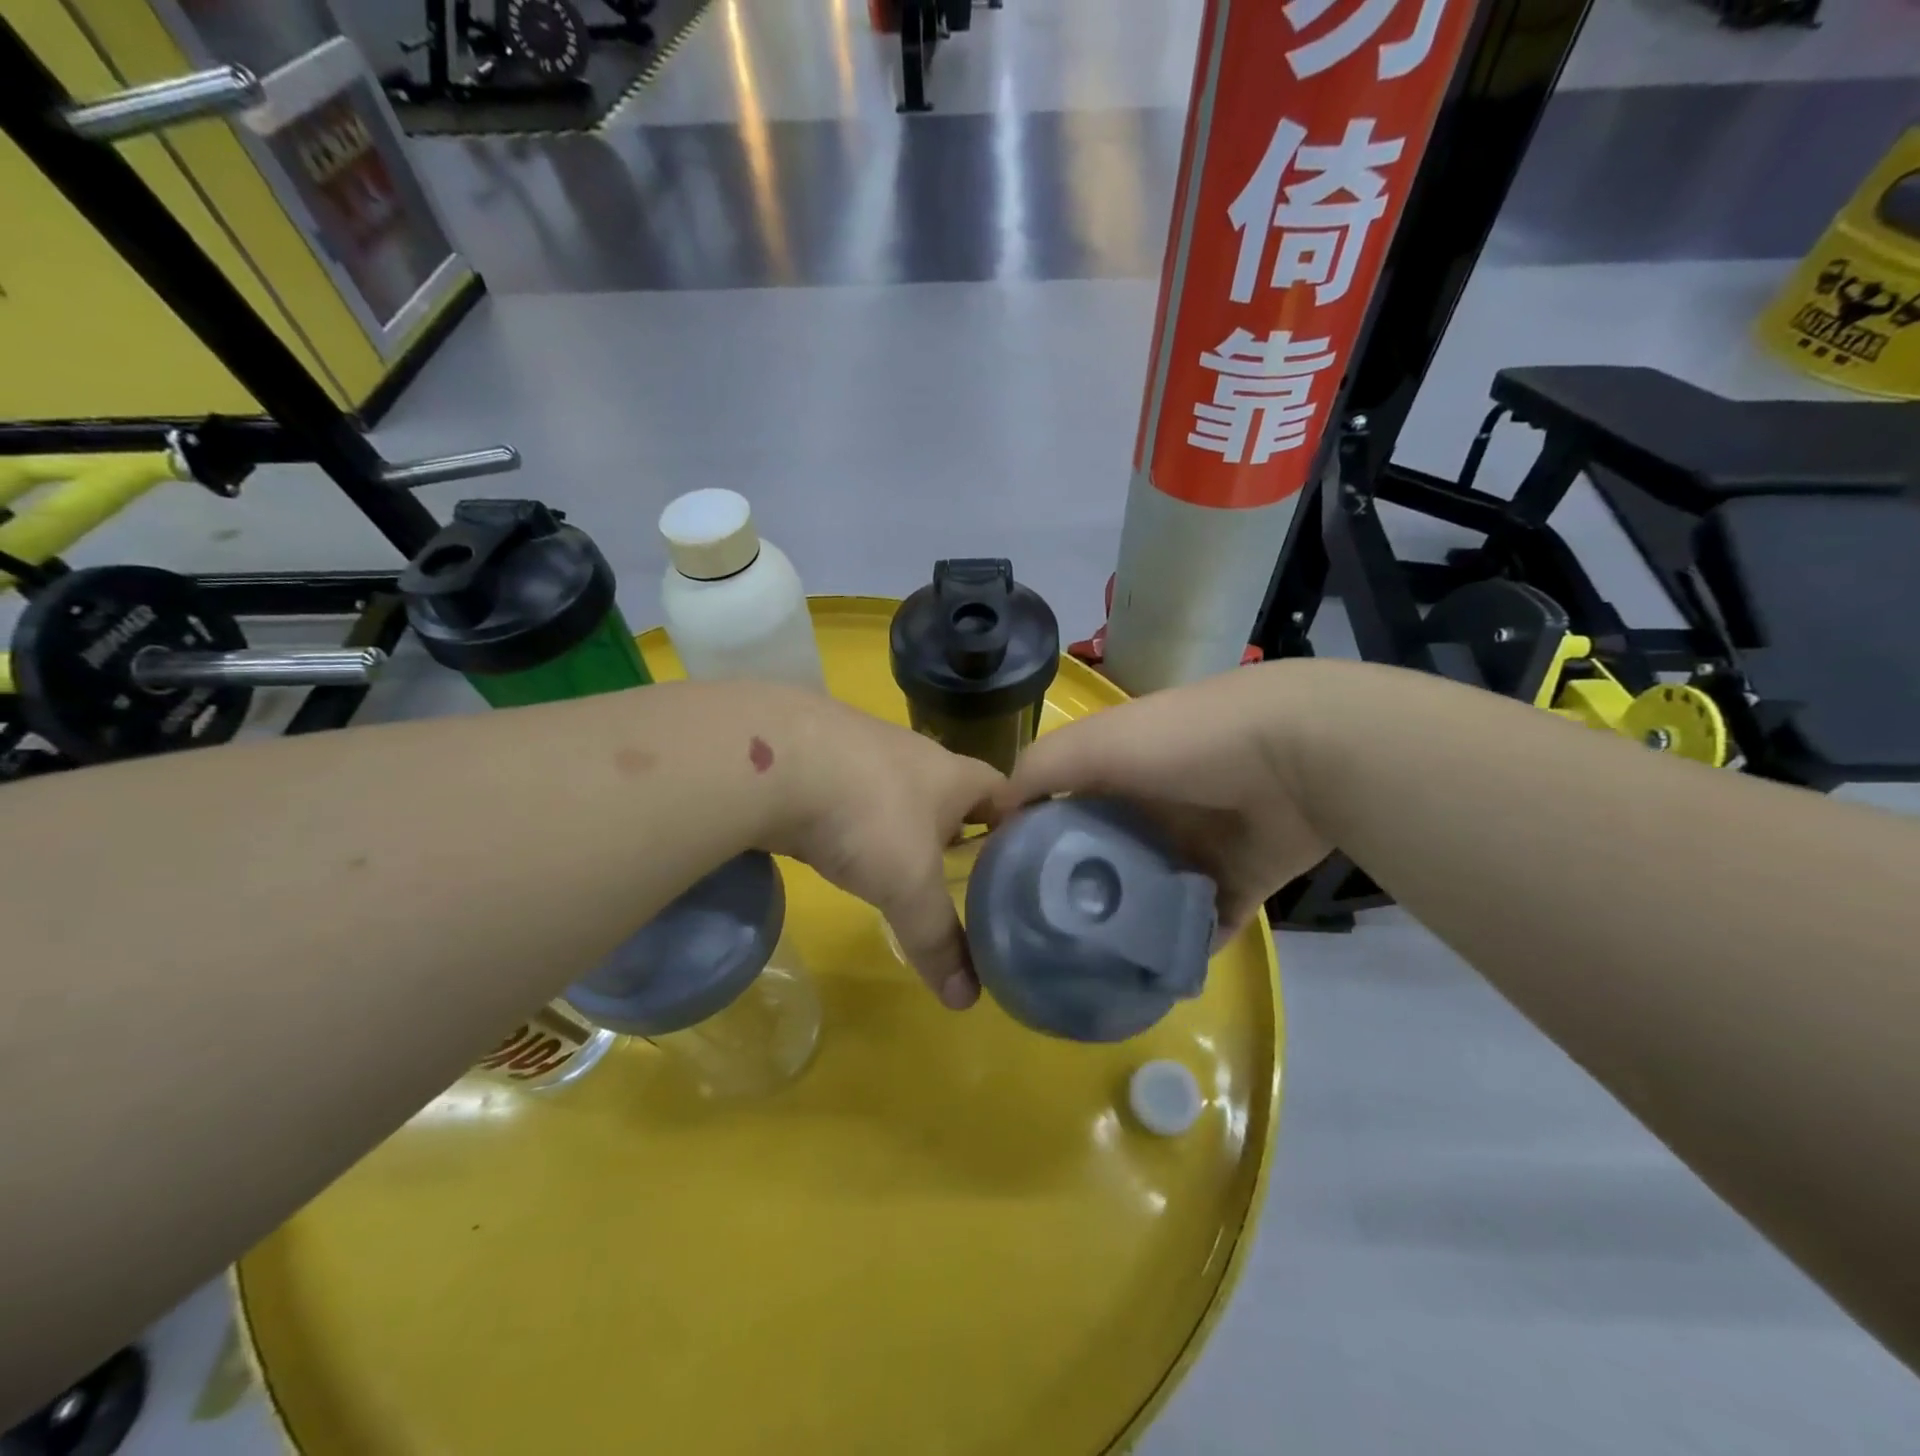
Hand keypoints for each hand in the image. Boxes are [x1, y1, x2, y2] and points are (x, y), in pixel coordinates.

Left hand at [765, 694, 1001, 1008]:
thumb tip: (966, 1000)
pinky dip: (856, 820)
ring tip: (903, 866)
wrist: (773, 761)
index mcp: (953, 774)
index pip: (1004, 792)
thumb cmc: (867, 816)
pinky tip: (843, 844)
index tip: (1020, 861)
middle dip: (958, 828)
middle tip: (964, 875)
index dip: (1017, 824)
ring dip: (903, 823)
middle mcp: (914, 754)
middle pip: (951, 791)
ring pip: (898, 790)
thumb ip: (938, 940)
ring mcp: (863, 750)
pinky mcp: (818, 756)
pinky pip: (852, 792)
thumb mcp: (909, 886)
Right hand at [990, 663, 1331, 940]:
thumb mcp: (1095, 744)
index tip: (1007, 886)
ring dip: (1128, 926)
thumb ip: (1040, 771)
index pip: (1065, 808)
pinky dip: (1182, 947)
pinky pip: (1202, 922)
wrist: (1297, 755)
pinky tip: (1150, 977)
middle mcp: (1155, 809)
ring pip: (1151, 894)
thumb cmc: (1183, 743)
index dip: (1036, 841)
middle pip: (1107, 857)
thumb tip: (991, 812)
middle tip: (1046, 940)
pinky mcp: (1238, 881)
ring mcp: (1199, 847)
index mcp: (1120, 773)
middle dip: (1081, 894)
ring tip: (1090, 969)